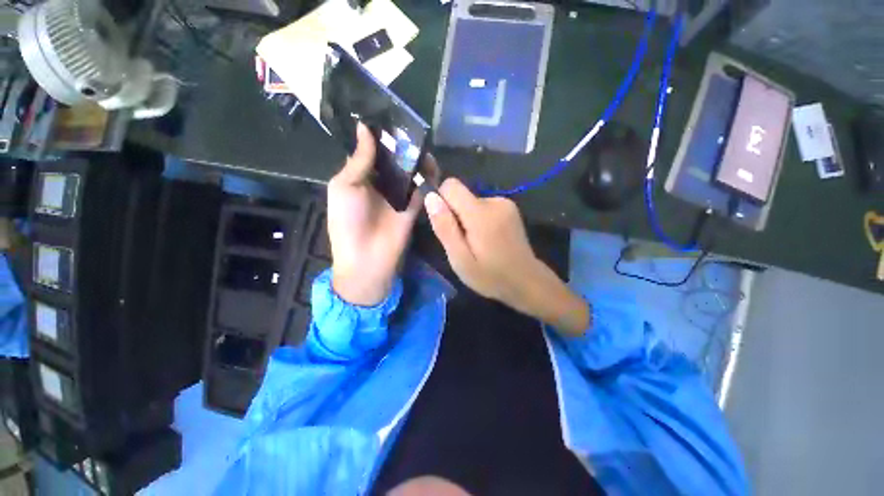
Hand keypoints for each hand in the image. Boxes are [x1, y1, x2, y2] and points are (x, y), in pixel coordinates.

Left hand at [327, 123, 422, 305]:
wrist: (367, 258)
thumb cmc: (348, 221)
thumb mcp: (345, 187)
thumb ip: (359, 159)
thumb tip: (364, 127)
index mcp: (359, 177)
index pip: (371, 151)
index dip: (379, 134)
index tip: (390, 114)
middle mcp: (380, 183)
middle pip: (393, 160)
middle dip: (402, 145)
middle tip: (413, 126)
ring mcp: (398, 195)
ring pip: (409, 172)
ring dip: (416, 159)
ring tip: (424, 142)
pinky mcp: (414, 206)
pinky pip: (422, 188)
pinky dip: (427, 177)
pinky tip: (432, 163)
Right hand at [424, 179, 589, 335]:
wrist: (527, 281)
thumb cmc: (490, 276)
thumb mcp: (460, 259)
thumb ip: (445, 227)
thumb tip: (430, 197)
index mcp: (480, 213)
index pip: (451, 186)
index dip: (441, 201)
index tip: (445, 224)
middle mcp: (494, 201)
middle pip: (461, 195)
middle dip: (455, 215)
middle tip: (462, 243)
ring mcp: (505, 203)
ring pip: (471, 202)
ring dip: (467, 220)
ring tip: (476, 244)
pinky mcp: (510, 208)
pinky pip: (483, 206)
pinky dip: (479, 220)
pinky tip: (487, 239)